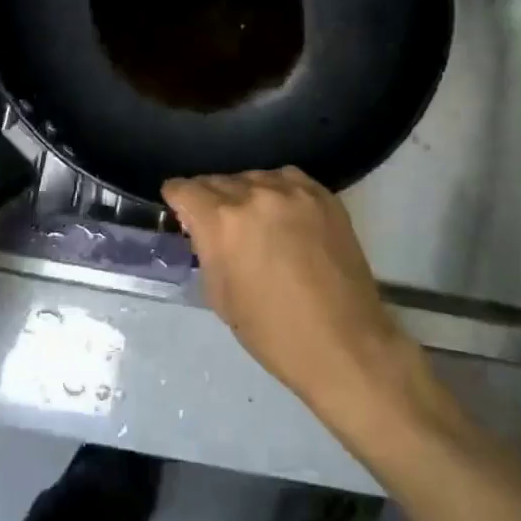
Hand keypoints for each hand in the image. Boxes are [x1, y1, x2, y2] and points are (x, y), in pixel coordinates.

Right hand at [163, 168, 416, 424]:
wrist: (344, 344)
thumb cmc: (273, 332)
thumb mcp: (220, 295)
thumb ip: (205, 249)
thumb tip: (201, 227)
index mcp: (222, 221)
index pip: (184, 188)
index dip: (177, 200)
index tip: (180, 210)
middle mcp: (254, 194)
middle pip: (217, 180)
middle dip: (210, 199)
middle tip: (217, 224)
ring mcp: (292, 190)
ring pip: (252, 177)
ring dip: (244, 194)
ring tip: (254, 221)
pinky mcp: (322, 194)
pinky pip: (286, 178)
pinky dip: (277, 191)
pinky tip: (282, 214)